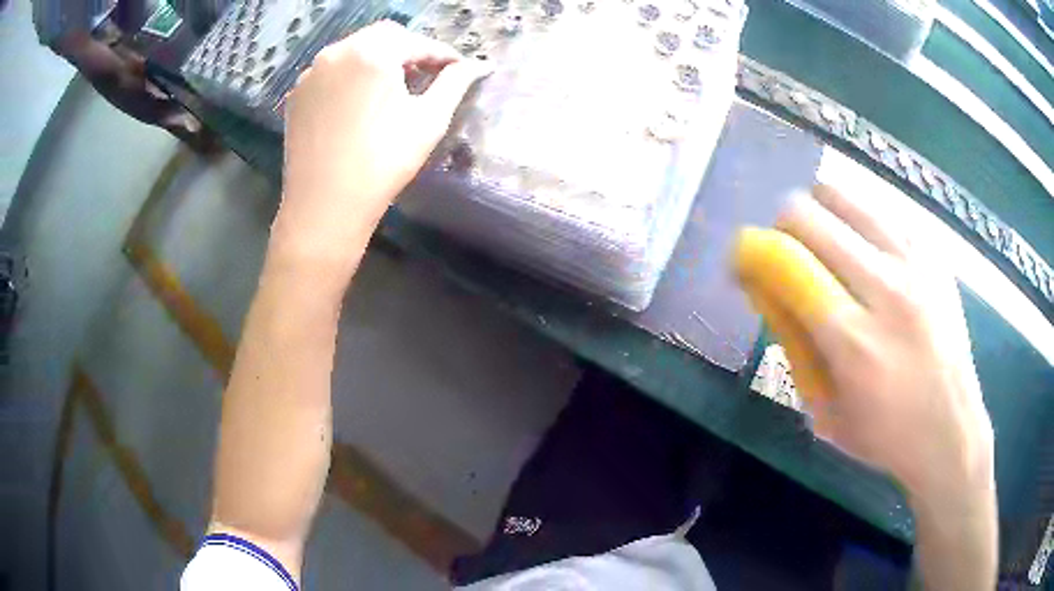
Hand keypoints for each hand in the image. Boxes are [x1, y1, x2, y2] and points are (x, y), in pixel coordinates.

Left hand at [271, 21, 488, 288]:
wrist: (324, 207)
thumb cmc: (383, 162)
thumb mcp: (430, 120)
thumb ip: (454, 83)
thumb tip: (477, 65)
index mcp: (371, 52)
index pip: (415, 41)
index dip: (440, 53)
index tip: (457, 68)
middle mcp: (336, 53)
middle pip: (381, 37)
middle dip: (408, 51)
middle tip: (426, 74)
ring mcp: (311, 74)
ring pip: (352, 53)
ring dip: (378, 61)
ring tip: (393, 87)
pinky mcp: (297, 96)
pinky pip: (330, 73)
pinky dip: (350, 77)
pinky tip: (359, 102)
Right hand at [735, 184, 993, 500]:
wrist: (952, 430)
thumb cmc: (885, 436)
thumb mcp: (824, 412)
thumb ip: (796, 348)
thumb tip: (770, 289)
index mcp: (853, 341)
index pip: (786, 264)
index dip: (752, 252)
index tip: (744, 261)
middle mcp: (885, 289)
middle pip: (809, 217)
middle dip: (780, 227)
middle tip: (784, 250)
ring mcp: (914, 263)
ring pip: (844, 197)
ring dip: (818, 211)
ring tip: (823, 240)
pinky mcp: (932, 254)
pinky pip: (880, 211)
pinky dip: (857, 221)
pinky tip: (865, 249)